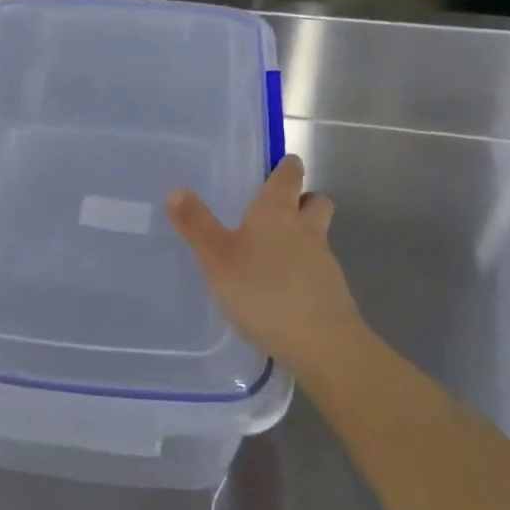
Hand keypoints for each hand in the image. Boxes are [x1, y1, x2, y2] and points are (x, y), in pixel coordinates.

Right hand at [168, 155, 363, 373]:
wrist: (321, 342)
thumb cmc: (263, 291)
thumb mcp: (217, 258)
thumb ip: (196, 225)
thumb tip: (177, 190)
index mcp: (277, 212)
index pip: (289, 175)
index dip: (285, 167)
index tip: (277, 167)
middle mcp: (306, 229)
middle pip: (315, 201)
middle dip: (302, 200)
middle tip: (279, 210)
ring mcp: (324, 261)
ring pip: (318, 235)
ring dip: (303, 237)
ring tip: (273, 254)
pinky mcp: (332, 292)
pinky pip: (318, 269)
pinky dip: (304, 271)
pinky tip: (282, 290)